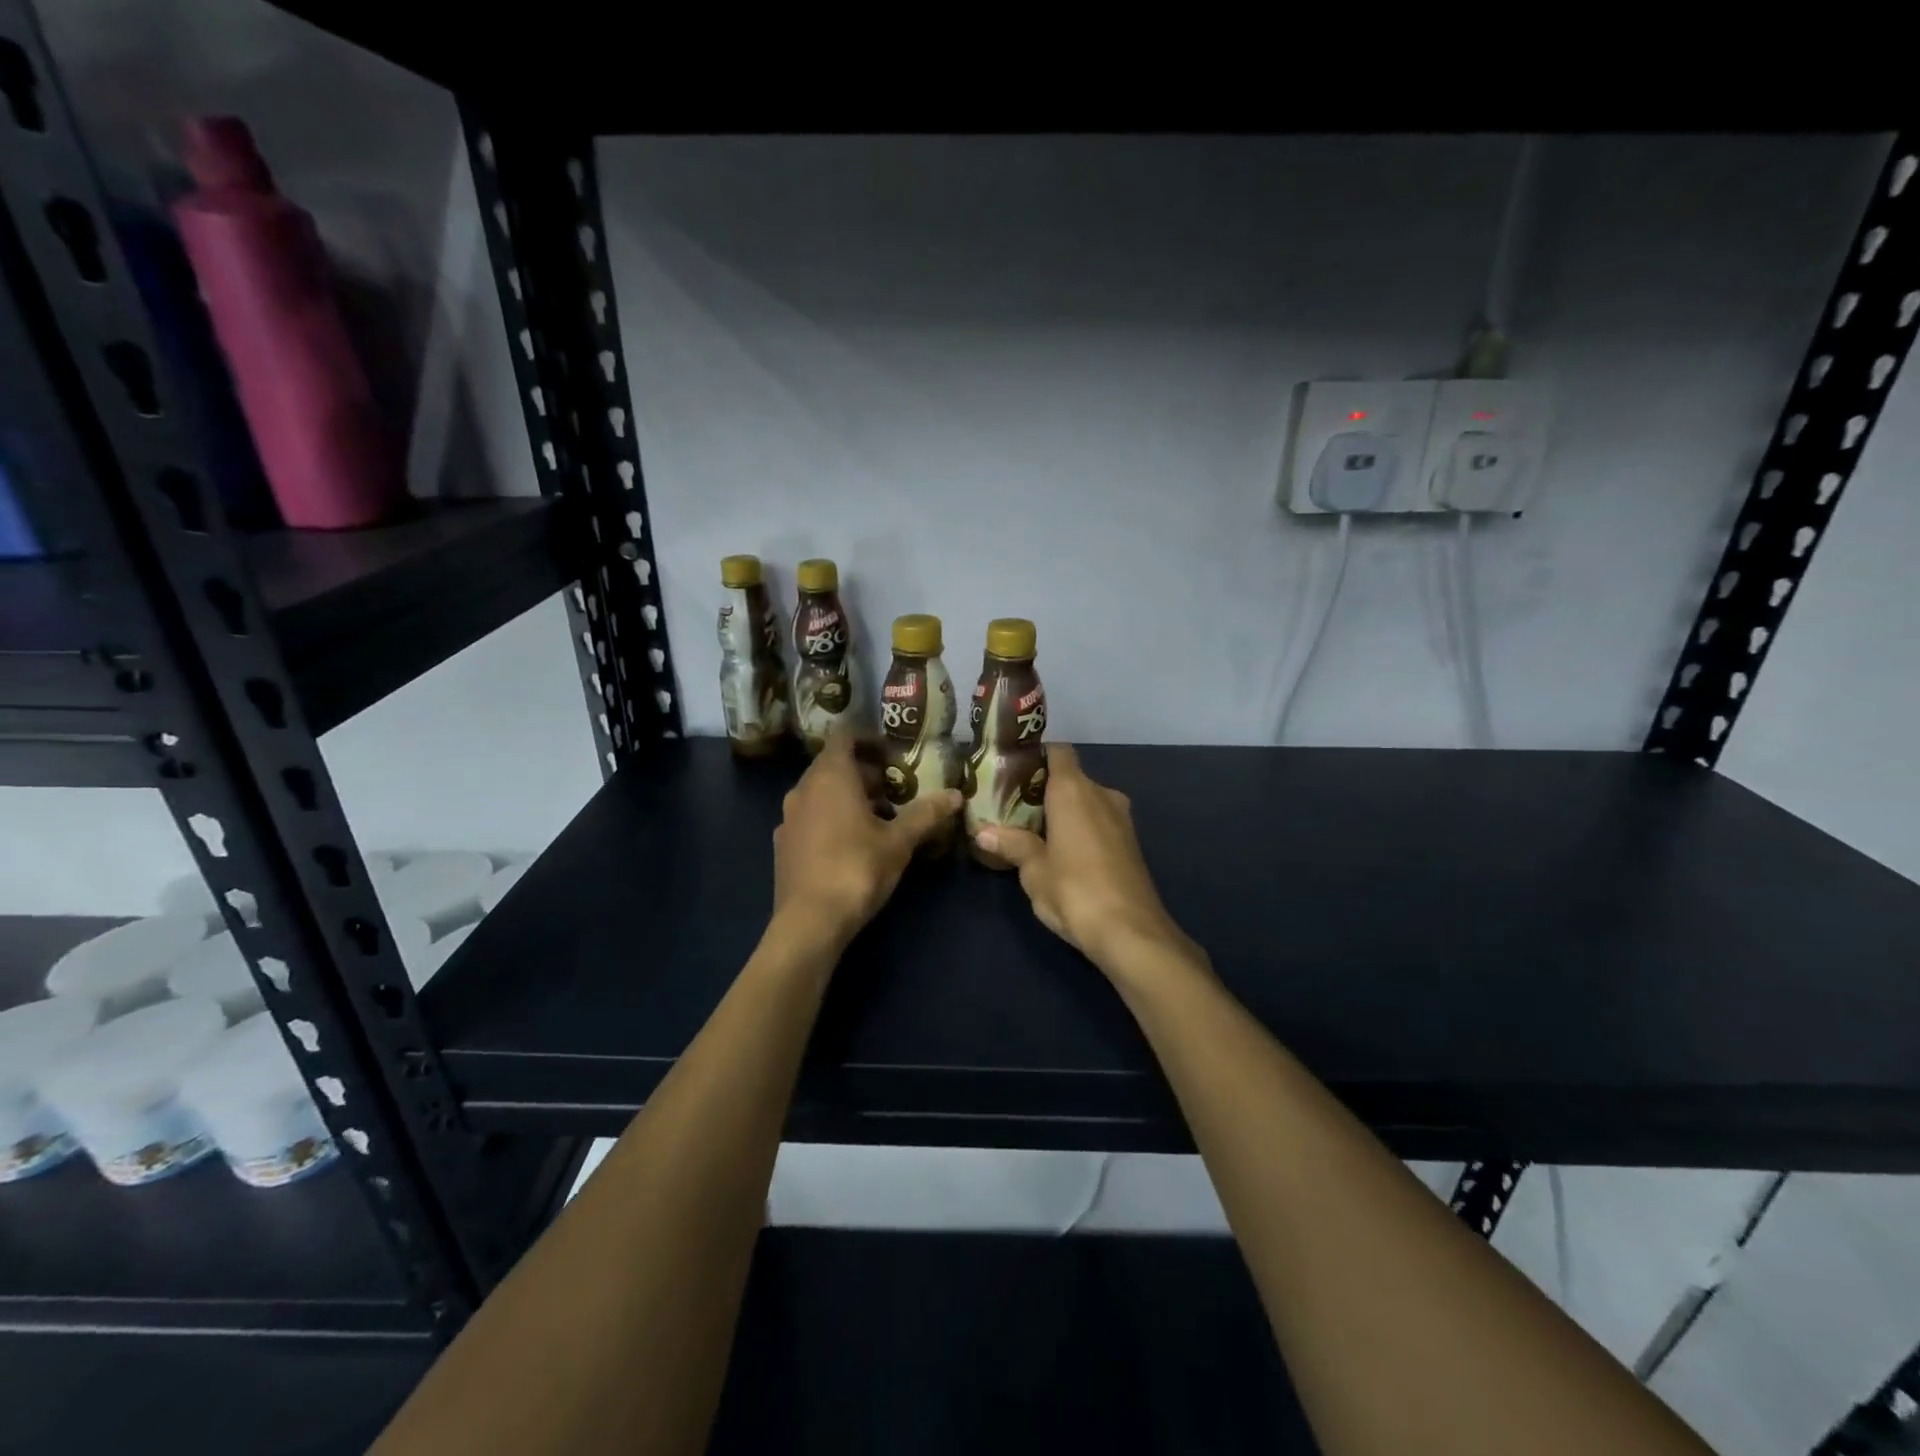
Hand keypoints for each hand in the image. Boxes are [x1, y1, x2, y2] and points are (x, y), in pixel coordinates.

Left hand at [771, 732, 961, 948]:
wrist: (809, 922)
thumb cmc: (856, 869)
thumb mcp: (899, 841)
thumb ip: (926, 813)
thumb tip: (956, 794)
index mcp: (830, 776)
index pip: (845, 737)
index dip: (869, 740)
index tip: (893, 756)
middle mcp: (803, 789)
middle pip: (833, 765)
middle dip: (864, 773)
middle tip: (895, 790)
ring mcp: (788, 817)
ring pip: (820, 793)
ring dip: (848, 797)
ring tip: (878, 818)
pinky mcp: (783, 844)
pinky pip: (810, 817)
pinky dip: (830, 818)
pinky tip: (850, 844)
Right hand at [972, 744, 1199, 977]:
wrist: (1131, 932)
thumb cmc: (1075, 890)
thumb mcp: (1034, 870)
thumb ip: (1011, 844)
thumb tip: (982, 832)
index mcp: (1075, 790)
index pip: (1058, 751)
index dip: (1036, 755)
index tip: (1012, 770)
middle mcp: (1101, 793)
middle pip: (1070, 777)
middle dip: (1043, 789)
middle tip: (1013, 806)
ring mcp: (1121, 818)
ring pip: (1086, 800)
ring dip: (1064, 810)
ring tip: (1032, 829)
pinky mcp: (1131, 842)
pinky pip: (1099, 820)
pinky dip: (1080, 826)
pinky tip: (1061, 850)